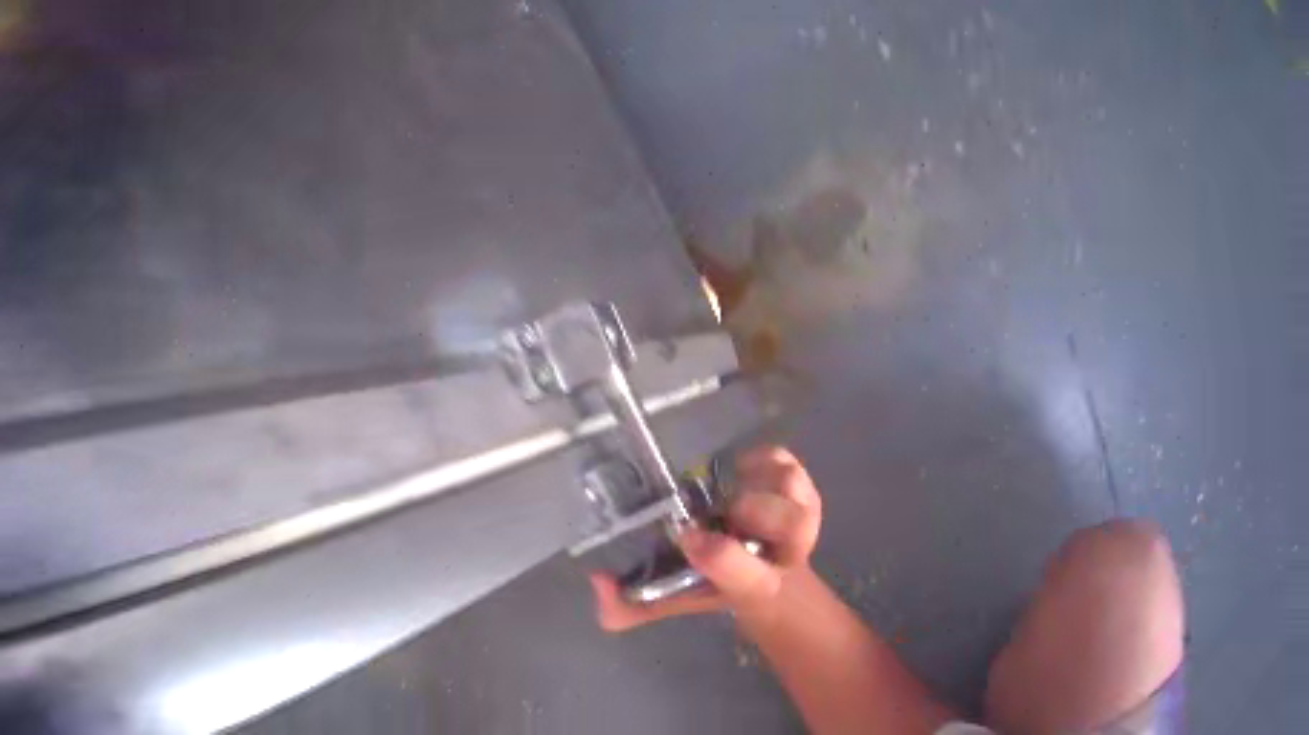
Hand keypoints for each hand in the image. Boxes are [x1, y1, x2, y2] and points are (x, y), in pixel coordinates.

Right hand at [589, 446, 821, 631]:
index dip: (720, 556)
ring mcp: (800, 515)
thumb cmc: (718, 584)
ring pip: (796, 491)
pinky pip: (790, 463)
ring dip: (762, 484)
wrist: (775, 577)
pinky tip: (740, 468)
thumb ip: (633, 605)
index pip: (749, 578)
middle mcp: (787, 553)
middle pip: (793, 528)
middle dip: (755, 512)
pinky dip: (766, 459)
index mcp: (757, 588)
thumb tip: (598, 583)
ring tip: (730, 490)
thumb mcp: (676, 600)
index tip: (685, 539)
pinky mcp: (800, 487)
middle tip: (721, 512)